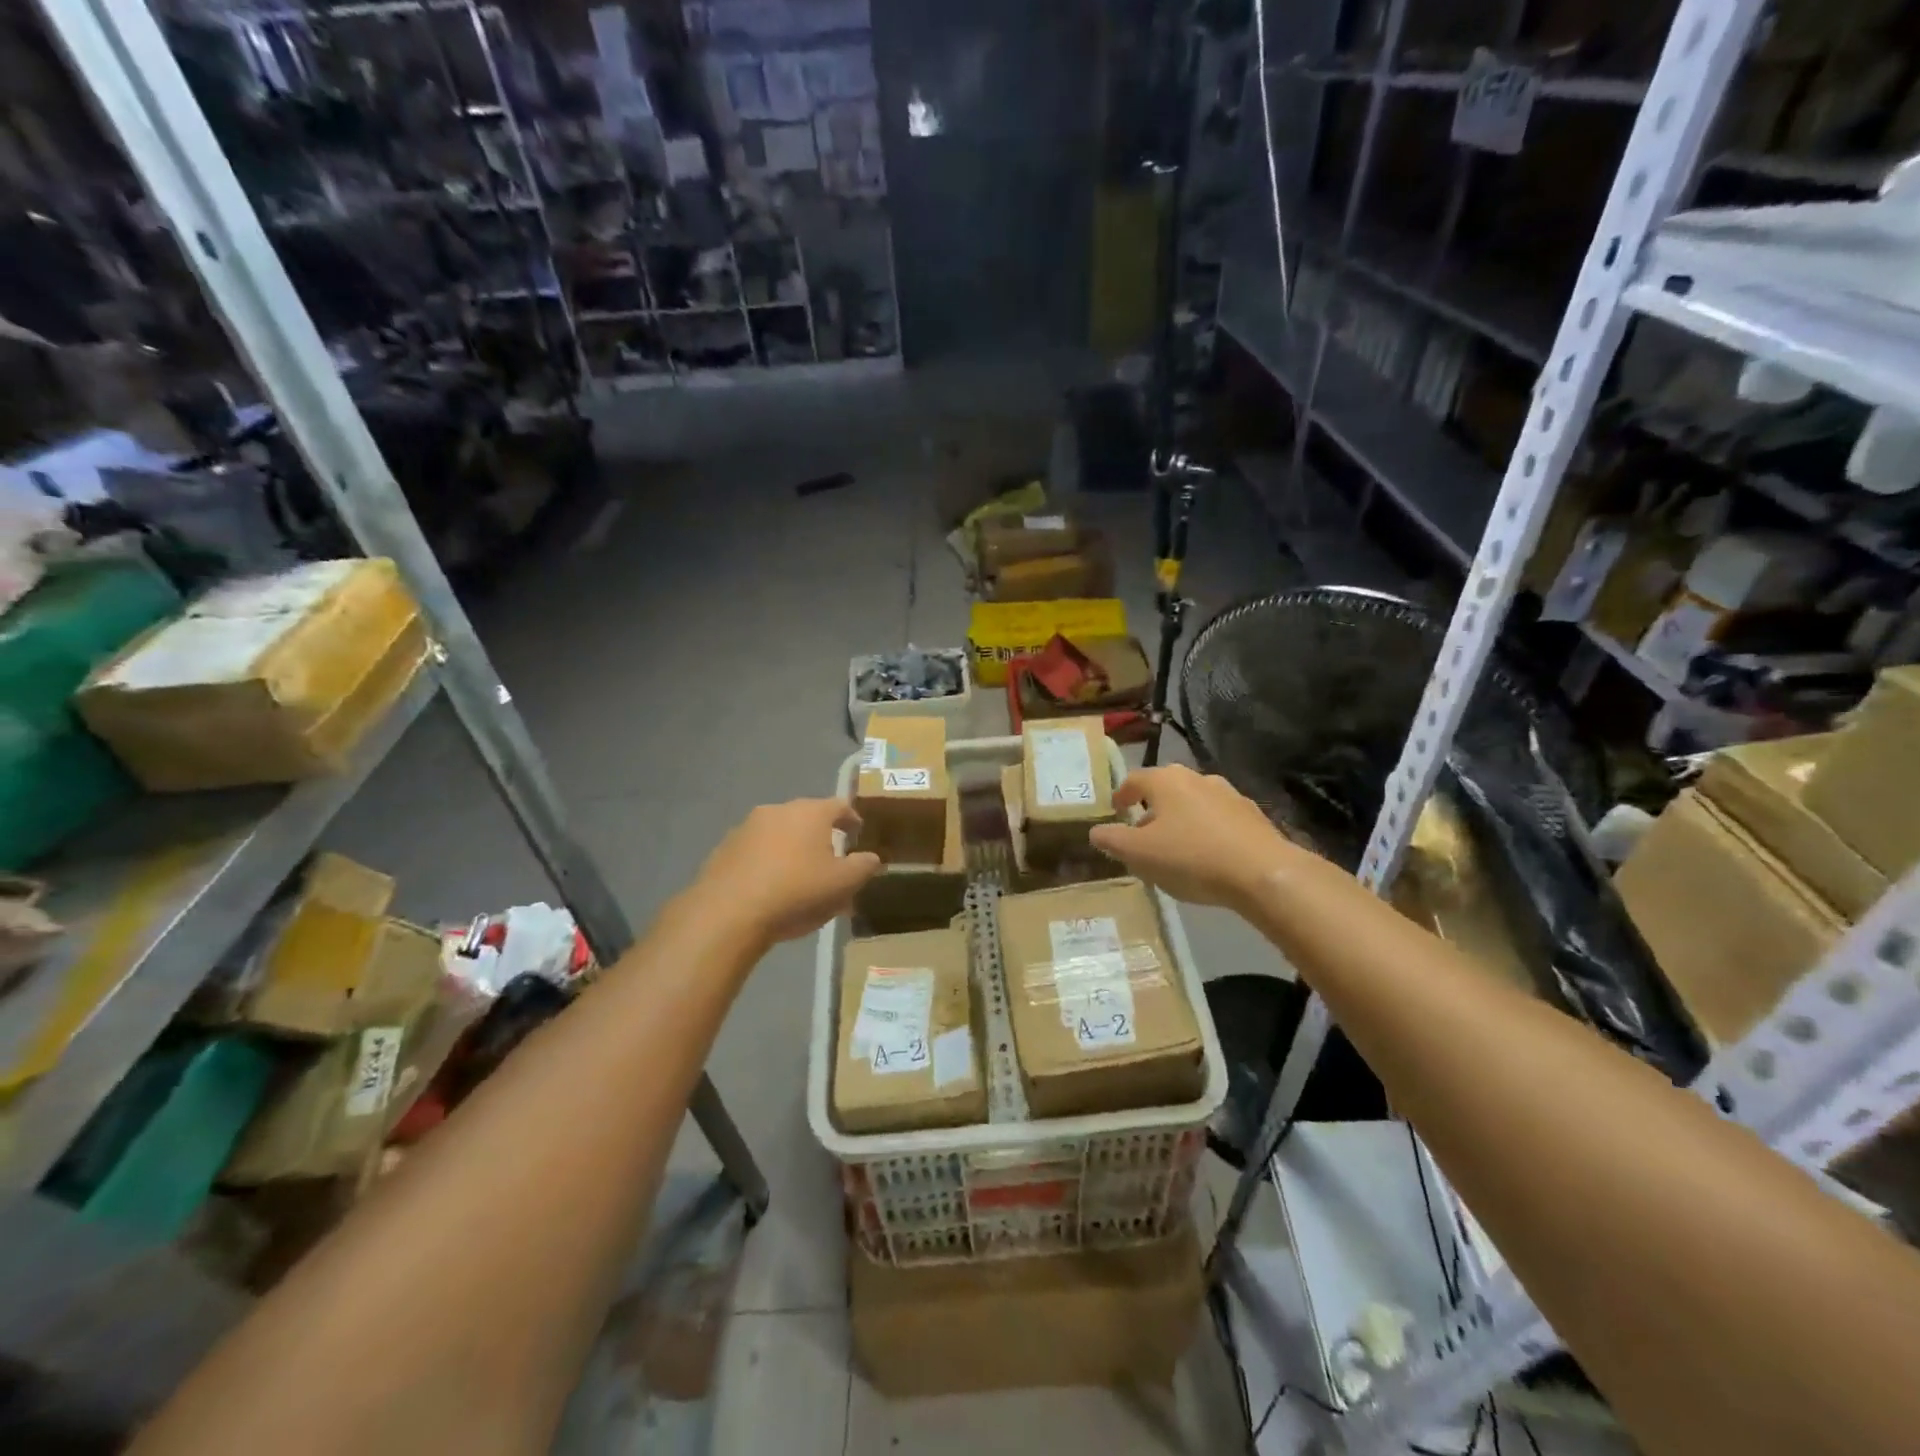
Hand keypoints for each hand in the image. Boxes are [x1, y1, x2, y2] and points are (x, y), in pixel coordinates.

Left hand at [690, 798, 880, 946]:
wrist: (728, 913)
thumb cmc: (796, 892)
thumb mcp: (843, 884)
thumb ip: (863, 867)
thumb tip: (872, 857)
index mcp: (810, 812)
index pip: (840, 806)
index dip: (852, 819)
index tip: (857, 835)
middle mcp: (778, 810)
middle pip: (807, 818)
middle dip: (821, 837)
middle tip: (831, 862)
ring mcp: (746, 828)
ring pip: (780, 834)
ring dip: (792, 850)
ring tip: (800, 880)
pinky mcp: (724, 849)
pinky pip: (756, 851)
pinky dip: (767, 863)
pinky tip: (770, 889)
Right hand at [1090, 765, 1298, 910]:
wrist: (1263, 873)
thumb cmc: (1191, 858)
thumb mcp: (1139, 854)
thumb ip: (1112, 840)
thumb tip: (1095, 831)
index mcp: (1166, 781)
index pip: (1134, 779)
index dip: (1121, 794)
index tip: (1116, 810)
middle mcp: (1197, 778)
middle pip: (1165, 787)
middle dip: (1151, 806)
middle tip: (1142, 830)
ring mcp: (1229, 794)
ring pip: (1194, 801)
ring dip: (1180, 818)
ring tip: (1175, 845)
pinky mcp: (1252, 815)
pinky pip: (1219, 818)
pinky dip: (1206, 829)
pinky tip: (1207, 854)